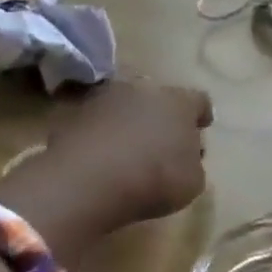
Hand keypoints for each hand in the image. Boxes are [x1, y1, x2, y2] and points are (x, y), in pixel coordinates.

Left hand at [49, 77, 213, 224]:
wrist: (86, 182)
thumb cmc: (154, 179)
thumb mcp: (192, 182)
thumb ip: (192, 164)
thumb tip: (184, 158)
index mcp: (178, 102)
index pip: (199, 100)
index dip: (201, 114)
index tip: (202, 127)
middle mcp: (142, 89)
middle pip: (157, 97)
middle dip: (161, 115)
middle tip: (162, 139)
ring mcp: (102, 98)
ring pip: (123, 106)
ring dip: (127, 122)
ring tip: (128, 149)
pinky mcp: (70, 114)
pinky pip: (94, 122)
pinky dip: (100, 134)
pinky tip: (101, 157)